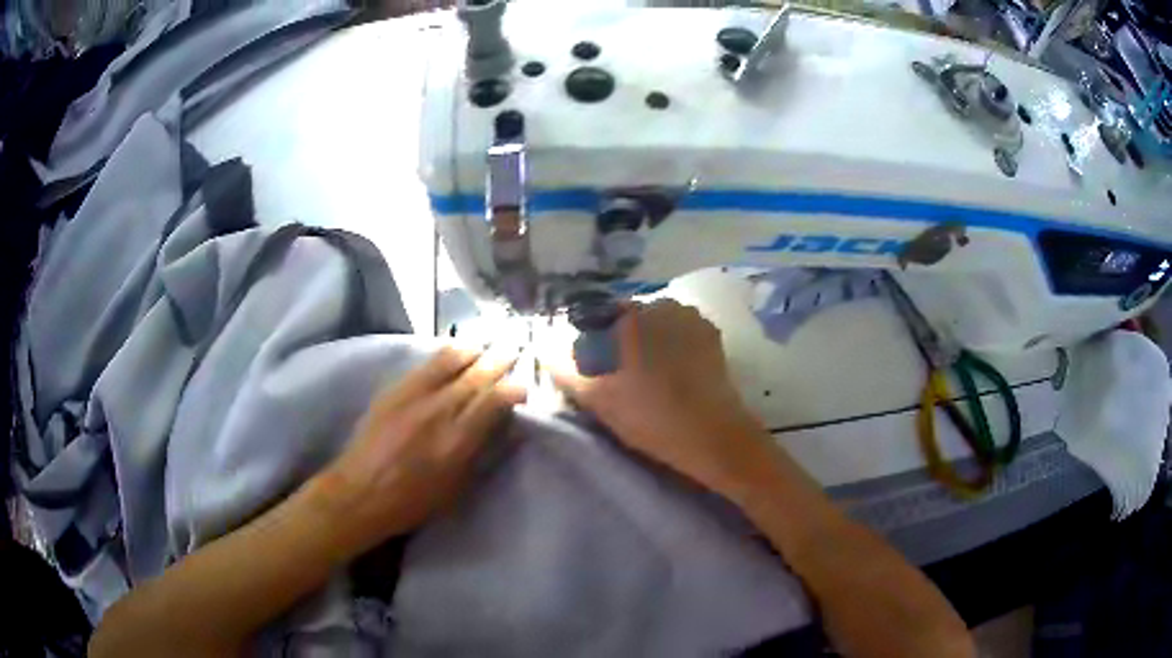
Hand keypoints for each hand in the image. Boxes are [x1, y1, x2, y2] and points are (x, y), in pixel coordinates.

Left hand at [315, 348, 524, 555]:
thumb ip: (480, 455)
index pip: (494, 402)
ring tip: (486, 343)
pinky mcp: (394, 390)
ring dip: (473, 349)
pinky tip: (454, 351)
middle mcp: (438, 411)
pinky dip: (446, 354)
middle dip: (499, 360)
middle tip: (515, 349)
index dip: (514, 389)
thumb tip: (503, 430)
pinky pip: (426, 364)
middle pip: (476, 376)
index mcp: (457, 441)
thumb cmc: (411, 502)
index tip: (524, 387)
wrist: (359, 493)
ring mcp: (413, 396)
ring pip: (450, 360)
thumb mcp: (455, 489)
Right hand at [552, 300, 775, 497]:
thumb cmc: (650, 416)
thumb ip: (564, 368)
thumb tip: (546, 347)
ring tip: (646, 382)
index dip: (590, 341)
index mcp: (633, 314)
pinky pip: (679, 337)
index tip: (592, 368)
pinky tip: (671, 380)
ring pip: (655, 327)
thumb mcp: (597, 397)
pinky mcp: (711, 338)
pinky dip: (670, 351)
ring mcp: (692, 319)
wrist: (714, 437)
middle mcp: (663, 304)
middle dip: (619, 342)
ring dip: (646, 346)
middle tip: (617, 379)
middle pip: (628, 320)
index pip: (597, 316)